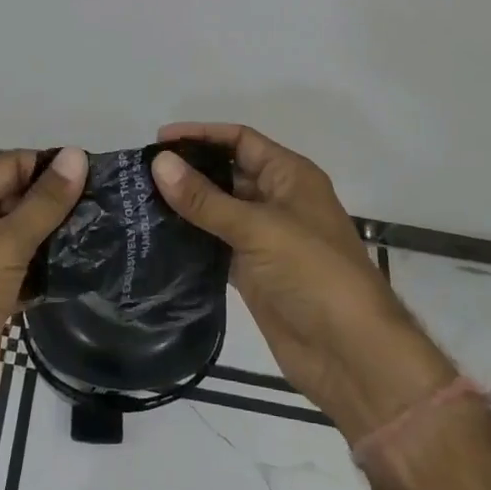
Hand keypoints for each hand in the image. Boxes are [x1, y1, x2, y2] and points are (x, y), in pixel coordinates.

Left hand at [0, 147, 87, 449]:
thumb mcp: (2, 246)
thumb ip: (43, 203)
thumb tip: (77, 155)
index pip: (11, 165)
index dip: (52, 168)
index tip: (102, 175)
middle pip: (18, 198)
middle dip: (59, 202)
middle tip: (111, 204)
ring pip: (24, 235)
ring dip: (58, 235)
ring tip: (107, 230)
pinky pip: (26, 268)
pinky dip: (50, 267)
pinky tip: (87, 266)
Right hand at [150, 124, 452, 442]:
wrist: (350, 354)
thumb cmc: (313, 274)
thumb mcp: (258, 228)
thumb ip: (205, 198)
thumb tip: (158, 162)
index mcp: (289, 176)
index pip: (240, 140)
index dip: (201, 134)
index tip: (158, 140)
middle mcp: (276, 200)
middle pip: (227, 172)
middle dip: (188, 169)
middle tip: (140, 173)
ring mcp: (264, 238)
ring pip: (218, 210)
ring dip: (185, 205)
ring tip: (139, 201)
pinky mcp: (252, 272)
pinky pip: (214, 244)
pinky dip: (190, 239)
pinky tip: (158, 237)